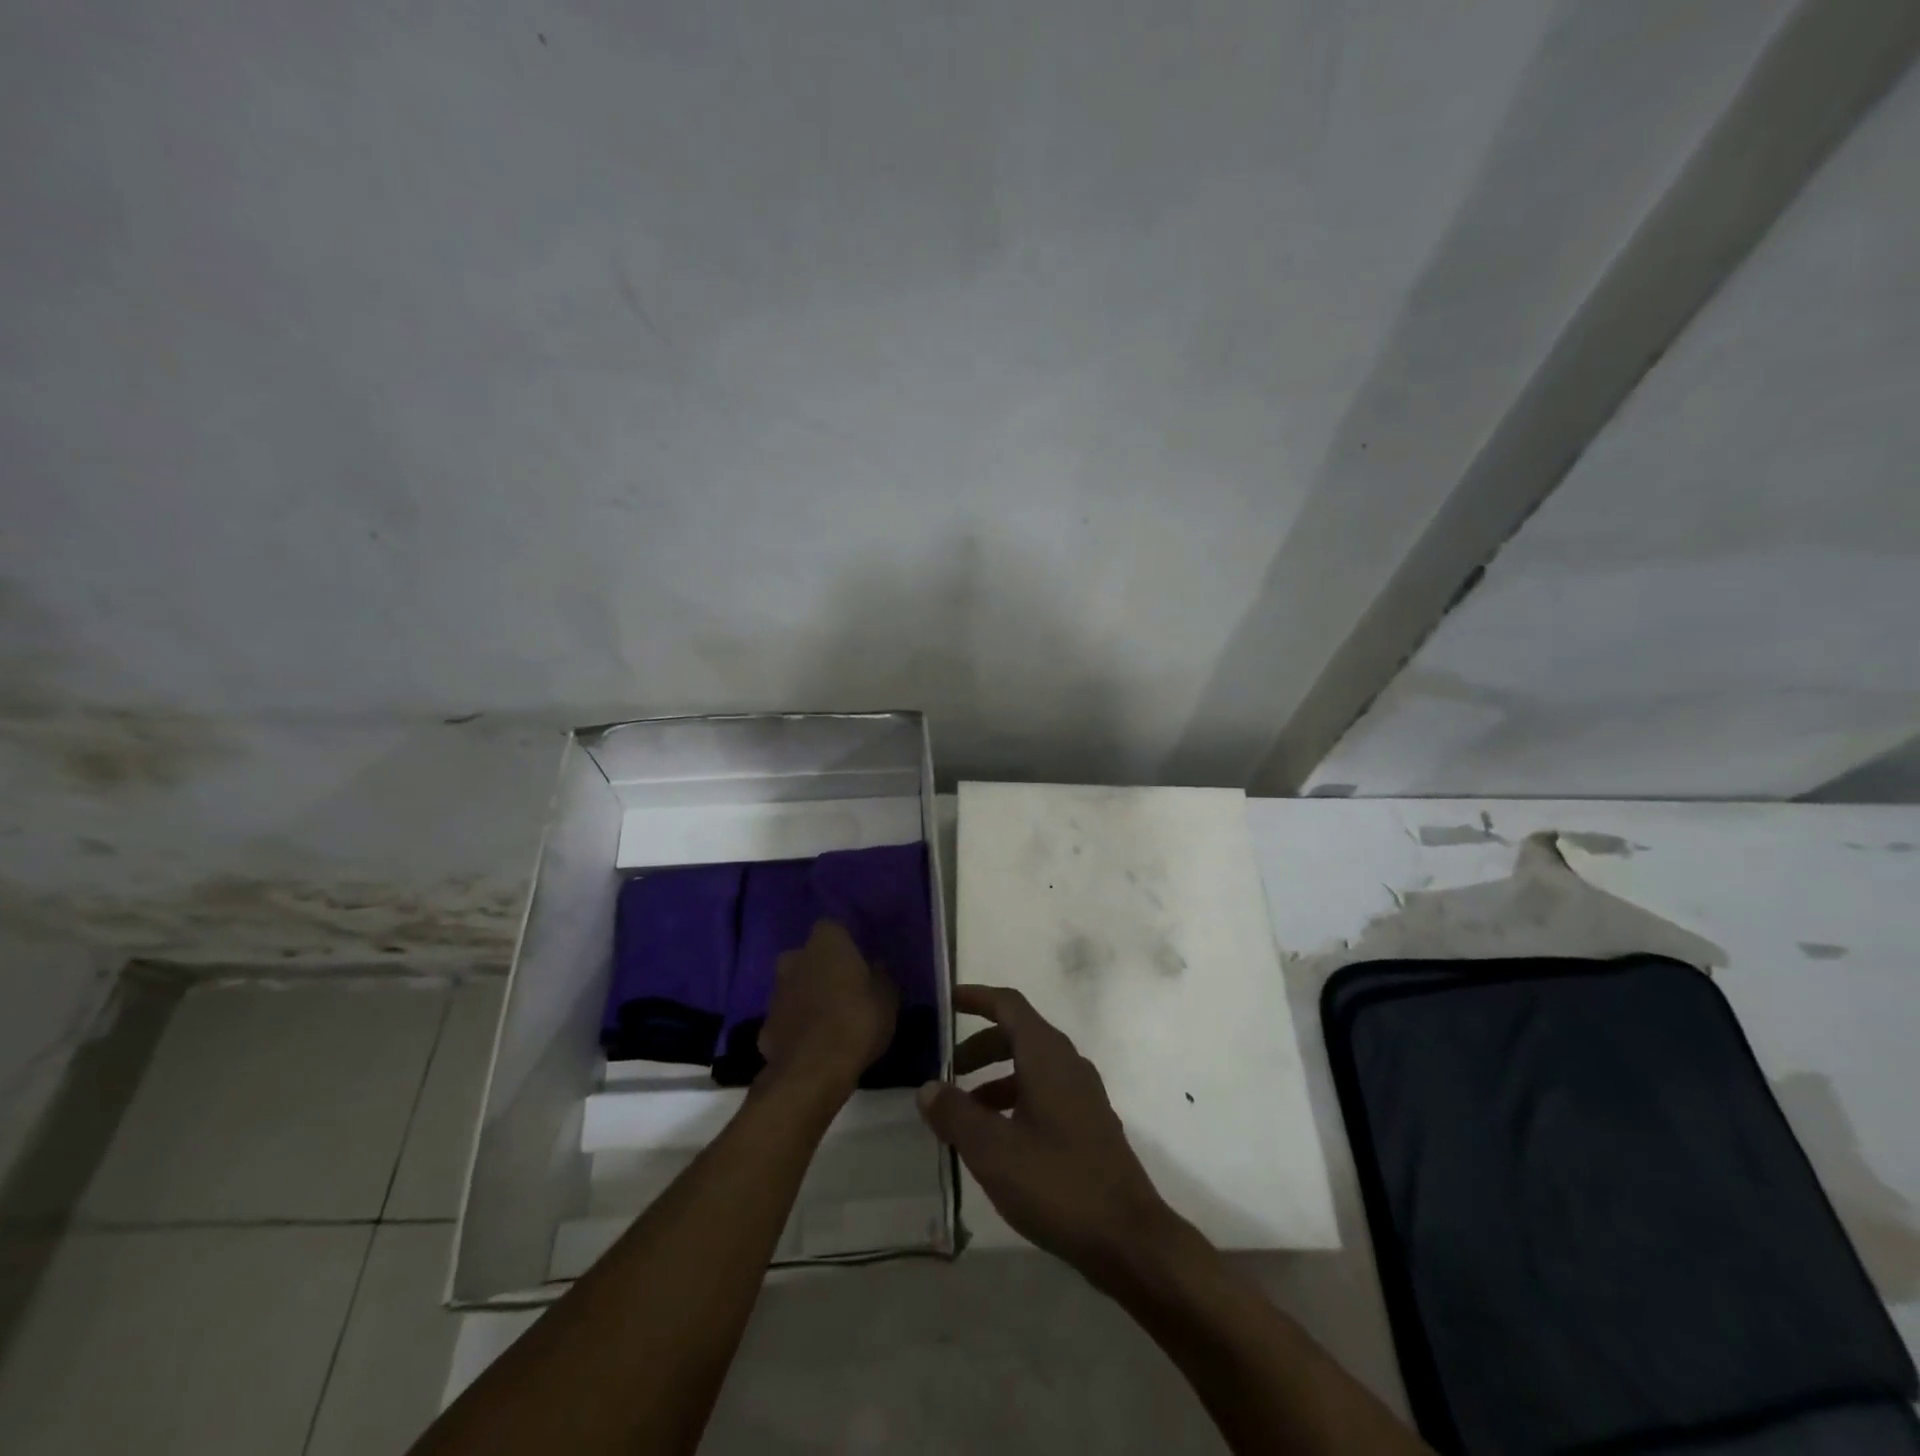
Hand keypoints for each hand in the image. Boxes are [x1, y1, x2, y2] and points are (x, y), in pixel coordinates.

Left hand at [756, 919, 897, 1095]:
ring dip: (808, 998)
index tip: (860, 963)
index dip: (846, 945)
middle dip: (822, 970)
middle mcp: (794, 958)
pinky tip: (813, 1046)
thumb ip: (880, 976)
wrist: (812, 1071)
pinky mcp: (765, 1026)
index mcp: (825, 942)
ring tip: (830, 1022)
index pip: (833, 929)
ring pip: (795, 987)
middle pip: (809, 957)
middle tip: (844, 991)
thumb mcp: (887, 997)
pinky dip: (797, 1027)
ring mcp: (775, 993)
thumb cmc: (857, 1020)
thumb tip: (875, 966)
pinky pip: (787, 1019)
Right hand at [917, 985, 1183, 1287]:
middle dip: (979, 1046)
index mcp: (1047, 1055)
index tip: (946, 1002)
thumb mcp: (993, 1150)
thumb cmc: (1057, 1183)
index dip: (976, 997)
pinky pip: (1044, 1092)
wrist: (1128, 1238)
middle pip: (1018, 1034)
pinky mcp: (1089, 1124)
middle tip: (947, 1070)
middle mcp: (1068, 1063)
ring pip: (1031, 1066)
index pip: (1008, 1005)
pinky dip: (1015, 1099)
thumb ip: (956, 1114)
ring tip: (964, 1112)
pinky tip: (998, 1139)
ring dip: (995, 1077)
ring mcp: (1083, 1094)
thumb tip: (927, 1087)